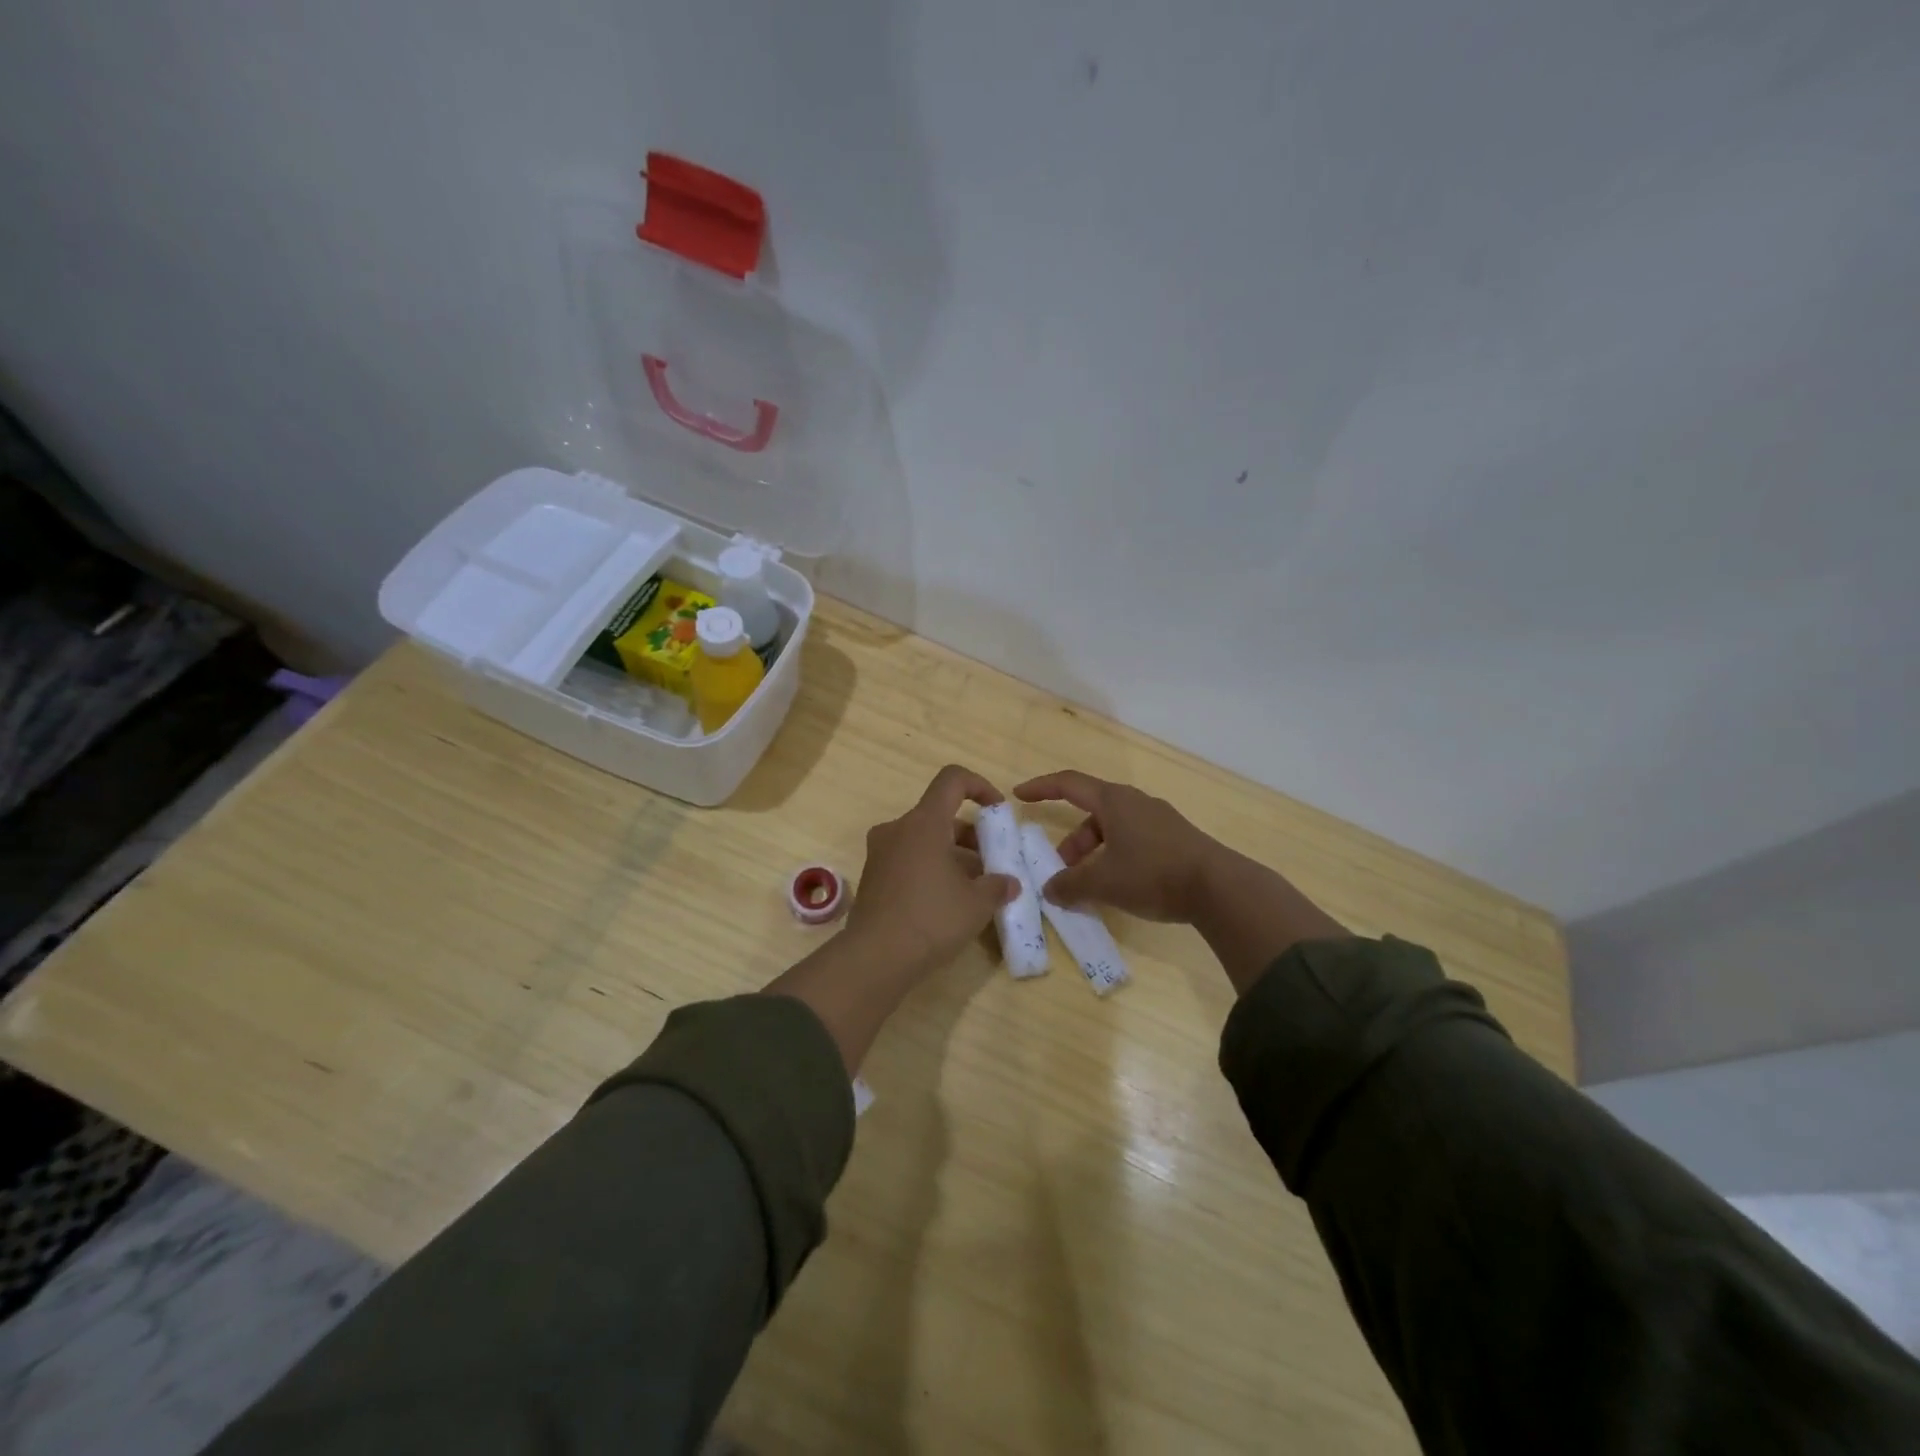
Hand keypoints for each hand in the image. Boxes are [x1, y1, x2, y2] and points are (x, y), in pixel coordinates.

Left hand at [844, 764, 1021, 978]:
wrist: (875, 958)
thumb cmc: (931, 919)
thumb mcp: (977, 903)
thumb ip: (997, 886)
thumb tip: (1009, 883)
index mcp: (924, 822)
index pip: (952, 780)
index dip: (980, 786)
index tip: (998, 811)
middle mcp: (898, 829)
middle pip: (940, 815)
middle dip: (971, 835)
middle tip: (993, 863)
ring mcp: (881, 853)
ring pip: (925, 840)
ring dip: (953, 855)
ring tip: (976, 888)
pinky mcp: (873, 877)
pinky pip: (909, 859)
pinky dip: (932, 869)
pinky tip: (949, 902)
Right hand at [1019, 767, 1349, 994]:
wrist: (1219, 888)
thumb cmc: (1153, 874)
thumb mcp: (1104, 882)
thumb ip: (1071, 885)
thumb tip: (1050, 890)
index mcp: (1114, 801)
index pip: (1069, 784)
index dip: (1042, 788)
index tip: (1019, 796)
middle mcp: (1135, 803)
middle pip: (1092, 813)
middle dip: (1072, 841)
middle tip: (1062, 870)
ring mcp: (1159, 820)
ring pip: (1113, 830)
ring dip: (1094, 853)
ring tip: (1090, 887)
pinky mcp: (1175, 839)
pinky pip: (1134, 841)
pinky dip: (1116, 858)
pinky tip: (1120, 887)